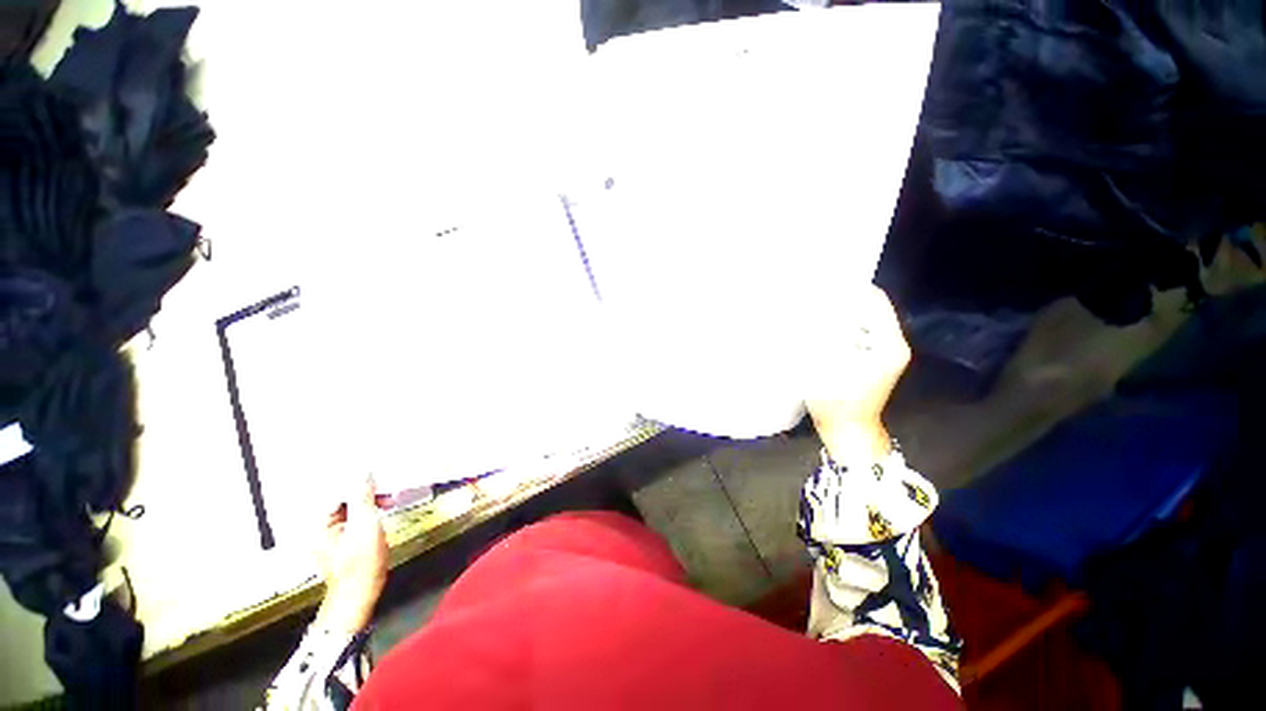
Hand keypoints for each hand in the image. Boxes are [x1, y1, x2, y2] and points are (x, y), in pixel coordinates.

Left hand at [315, 478, 387, 633]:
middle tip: (386, 491)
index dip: (357, 482)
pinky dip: (367, 511)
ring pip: (349, 507)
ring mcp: (329, 535)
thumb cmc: (360, 563)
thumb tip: (363, 474)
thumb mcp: (365, 526)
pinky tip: (380, 512)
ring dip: (369, 501)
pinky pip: (353, 517)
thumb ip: (363, 498)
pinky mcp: (341, 540)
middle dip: (365, 492)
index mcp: (317, 523)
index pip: (336, 491)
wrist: (360, 594)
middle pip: (342, 499)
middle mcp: (318, 527)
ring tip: (387, 501)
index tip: (377, 477)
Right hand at [805, 285, 910, 462]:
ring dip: (842, 313)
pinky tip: (823, 327)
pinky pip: (860, 332)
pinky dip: (843, 326)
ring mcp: (885, 352)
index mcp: (888, 344)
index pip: (875, 302)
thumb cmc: (838, 402)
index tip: (824, 284)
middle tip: (815, 295)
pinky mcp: (874, 359)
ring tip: (816, 308)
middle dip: (844, 300)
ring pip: (864, 320)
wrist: (848, 431)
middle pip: (871, 309)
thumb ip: (823, 336)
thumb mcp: (827, 365)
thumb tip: (815, 311)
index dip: (851, 290)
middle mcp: (893, 344)